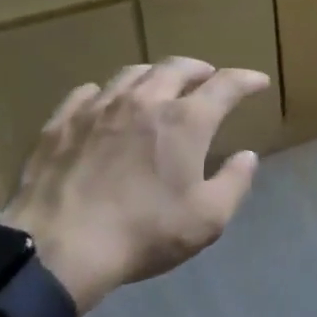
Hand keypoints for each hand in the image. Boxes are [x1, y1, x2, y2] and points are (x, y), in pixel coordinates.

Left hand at [0, 57, 269, 310]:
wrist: (58, 249)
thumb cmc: (143, 233)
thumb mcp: (207, 219)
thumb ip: (234, 183)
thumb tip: (247, 156)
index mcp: (186, 120)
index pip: (226, 85)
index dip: (246, 80)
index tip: (258, 82)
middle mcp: (145, 100)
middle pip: (177, 67)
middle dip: (199, 69)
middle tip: (207, 77)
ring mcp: (99, 107)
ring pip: (132, 73)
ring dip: (155, 75)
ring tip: (160, 85)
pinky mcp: (61, 122)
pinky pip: (88, 92)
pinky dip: (106, 93)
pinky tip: (105, 103)